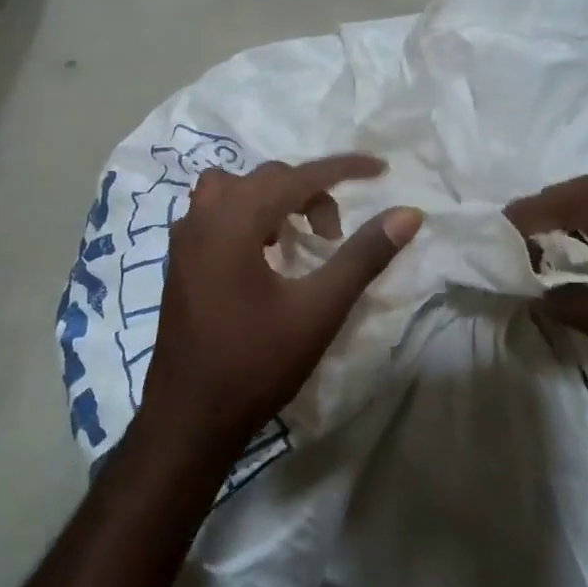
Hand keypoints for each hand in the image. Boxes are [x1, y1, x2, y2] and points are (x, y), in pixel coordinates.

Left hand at [137, 155, 423, 455]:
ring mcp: (184, 240)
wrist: (190, 417)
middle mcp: (203, 217)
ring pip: (235, 191)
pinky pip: (216, 215)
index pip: (298, 176)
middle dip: (310, 193)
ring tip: (298, 238)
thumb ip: (364, 256)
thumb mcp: (319, 309)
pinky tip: (266, 257)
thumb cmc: (256, 362)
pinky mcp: (179, 262)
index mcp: (233, 220)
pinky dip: (248, 217)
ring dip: (273, 201)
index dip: (344, 169)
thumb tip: (408, 214)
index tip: (382, 170)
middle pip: (266, 178)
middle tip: (335, 235)